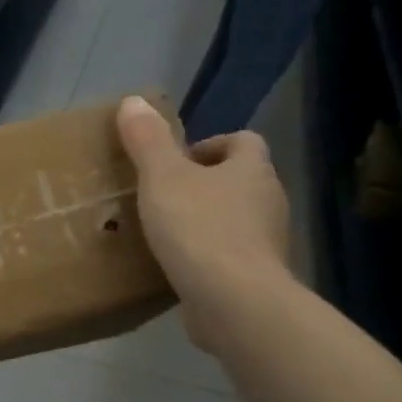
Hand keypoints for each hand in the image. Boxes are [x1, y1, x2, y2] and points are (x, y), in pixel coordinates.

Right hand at [117, 95, 292, 355]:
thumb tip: (132, 101)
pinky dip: (207, 257)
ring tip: (165, 233)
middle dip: (205, 185)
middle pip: (241, 181)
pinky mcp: (257, 278)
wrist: (234, 301)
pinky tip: (177, 268)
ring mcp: (268, 242)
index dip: (212, 145)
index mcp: (252, 169)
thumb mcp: (162, 178)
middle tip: (163, 196)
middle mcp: (269, 201)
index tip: (177, 162)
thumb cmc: (198, 229)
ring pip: (237, 220)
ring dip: (206, 221)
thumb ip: (147, 140)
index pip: (243, 142)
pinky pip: (230, 257)